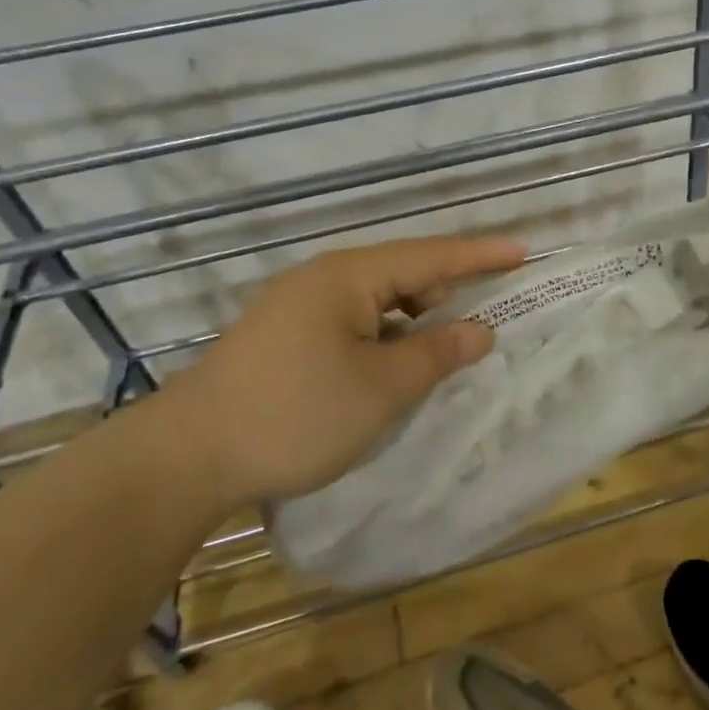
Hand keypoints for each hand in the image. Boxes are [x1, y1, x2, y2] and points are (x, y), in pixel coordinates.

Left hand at [162, 235, 525, 506]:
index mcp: (349, 276)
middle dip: (447, 292)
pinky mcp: (282, 336)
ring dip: (413, 319)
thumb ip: (437, 354)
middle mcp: (323, 279)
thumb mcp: (381, 388)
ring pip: (376, 301)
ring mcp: (297, 306)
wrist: (184, 457)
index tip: (523, 252)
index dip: (481, 256)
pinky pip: (351, 322)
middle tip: (485, 317)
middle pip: (403, 272)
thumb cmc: (295, 414)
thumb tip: (479, 331)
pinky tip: (392, 365)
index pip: (431, 256)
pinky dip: (383, 337)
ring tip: (443, 349)